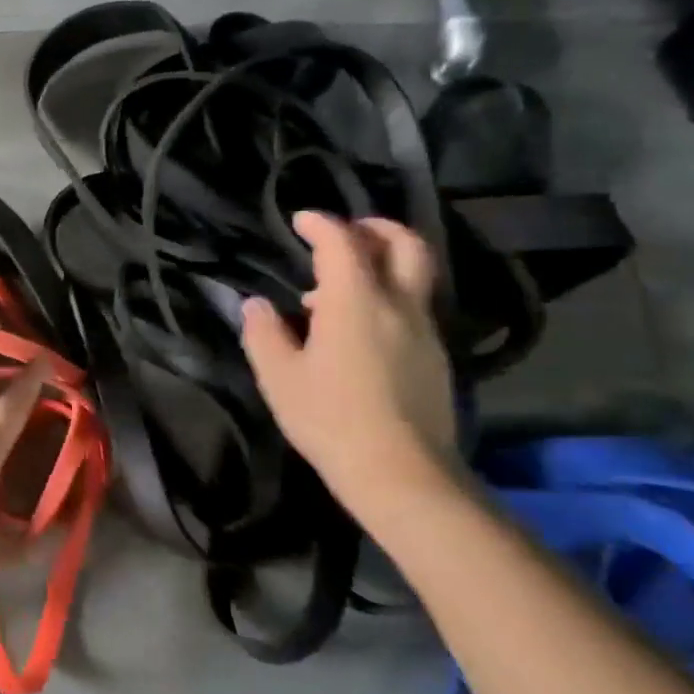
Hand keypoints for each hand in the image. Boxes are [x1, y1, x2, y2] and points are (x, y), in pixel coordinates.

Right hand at [241, 211, 457, 503]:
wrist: (402, 473)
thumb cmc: (330, 419)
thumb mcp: (279, 377)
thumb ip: (264, 333)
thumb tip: (257, 305)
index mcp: (356, 301)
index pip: (342, 242)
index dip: (320, 224)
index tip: (301, 220)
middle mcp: (398, 305)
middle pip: (404, 244)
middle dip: (376, 227)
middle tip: (348, 231)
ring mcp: (425, 331)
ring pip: (414, 276)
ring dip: (382, 265)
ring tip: (340, 289)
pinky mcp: (436, 358)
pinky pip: (414, 308)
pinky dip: (389, 297)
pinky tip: (360, 329)